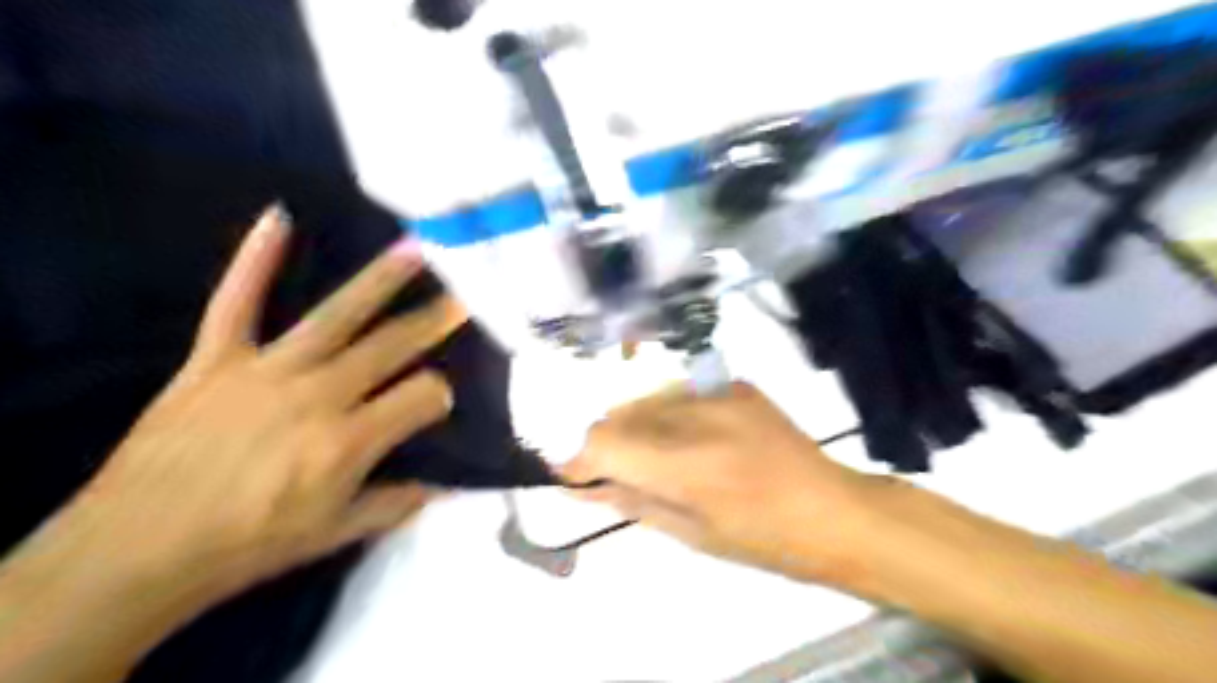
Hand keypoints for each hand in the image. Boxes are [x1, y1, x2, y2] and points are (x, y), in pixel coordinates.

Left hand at [56, 208, 465, 601]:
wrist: (137, 549)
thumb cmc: (248, 545)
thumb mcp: (335, 534)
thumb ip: (395, 504)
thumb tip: (443, 486)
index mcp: (350, 440)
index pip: (422, 396)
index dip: (440, 396)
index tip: (439, 401)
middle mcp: (318, 394)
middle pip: (391, 346)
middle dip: (433, 321)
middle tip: (464, 296)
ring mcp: (266, 369)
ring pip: (336, 315)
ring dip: (379, 280)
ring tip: (414, 250)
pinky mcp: (216, 358)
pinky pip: (237, 301)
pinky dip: (255, 259)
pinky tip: (278, 218)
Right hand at [562, 381, 884, 584]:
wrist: (831, 508)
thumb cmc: (762, 540)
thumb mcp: (689, 533)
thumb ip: (629, 501)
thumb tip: (582, 486)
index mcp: (687, 463)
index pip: (604, 440)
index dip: (580, 459)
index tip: (576, 477)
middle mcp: (697, 415)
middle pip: (619, 414)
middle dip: (608, 445)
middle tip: (622, 474)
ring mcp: (718, 391)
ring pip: (645, 399)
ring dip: (637, 428)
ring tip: (662, 458)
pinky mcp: (734, 382)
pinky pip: (677, 393)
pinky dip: (668, 415)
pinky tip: (693, 440)